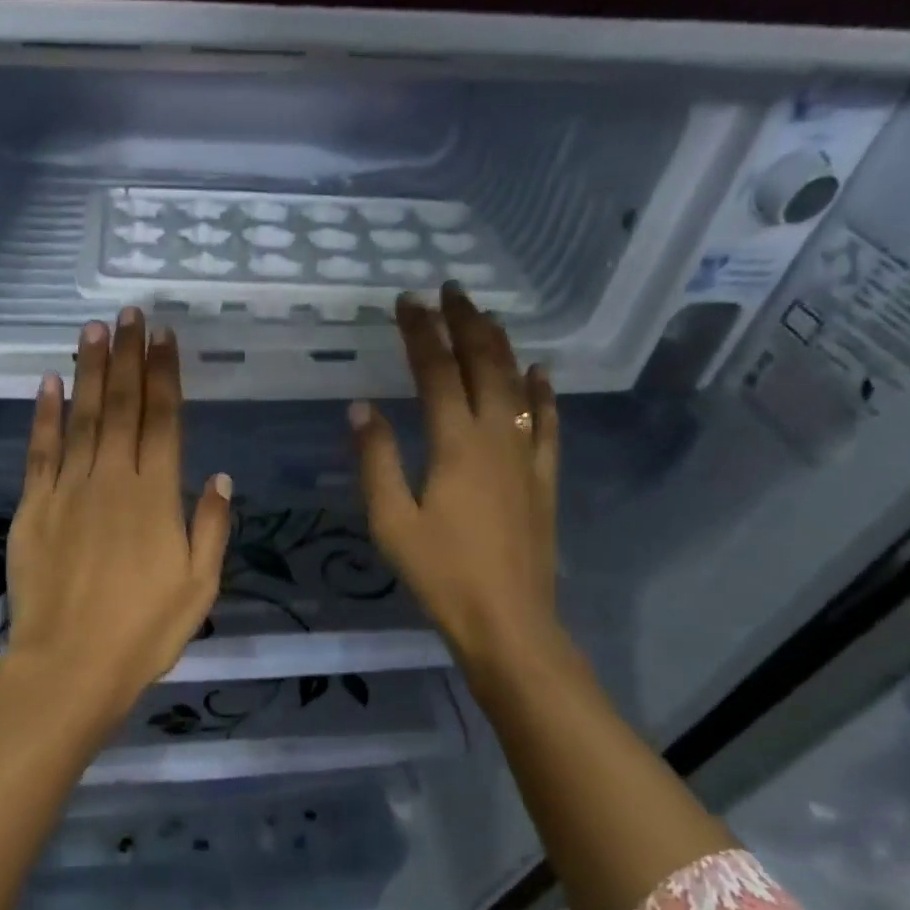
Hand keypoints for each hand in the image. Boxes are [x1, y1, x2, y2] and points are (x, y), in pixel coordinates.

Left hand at [3, 308, 232, 730]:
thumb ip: (210, 526)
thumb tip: (219, 476)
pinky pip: (39, 451)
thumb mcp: (199, 586)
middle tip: (130, 314)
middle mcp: (112, 480)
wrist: (70, 665)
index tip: (164, 337)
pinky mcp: (33, 508)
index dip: (164, 375)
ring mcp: (68, 490)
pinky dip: (44, 415)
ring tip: (94, 329)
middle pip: (121, 407)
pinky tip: (49, 383)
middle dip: (127, 357)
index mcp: (157, 497)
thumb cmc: (144, 631)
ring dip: (89, 371)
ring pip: (81, 418)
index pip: (163, 421)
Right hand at [350, 286, 561, 673]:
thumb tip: (362, 408)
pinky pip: (547, 423)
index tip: (407, 301)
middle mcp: (495, 436)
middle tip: (450, 291)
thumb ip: (376, 460)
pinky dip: (543, 393)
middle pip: (483, 365)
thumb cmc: (440, 573)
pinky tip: (541, 371)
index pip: (436, 372)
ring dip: (501, 346)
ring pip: (517, 385)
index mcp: (454, 444)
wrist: (507, 619)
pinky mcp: (544, 478)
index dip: (421, 333)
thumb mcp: (391, 521)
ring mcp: (526, 456)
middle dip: (465, 323)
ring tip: (486, 316)